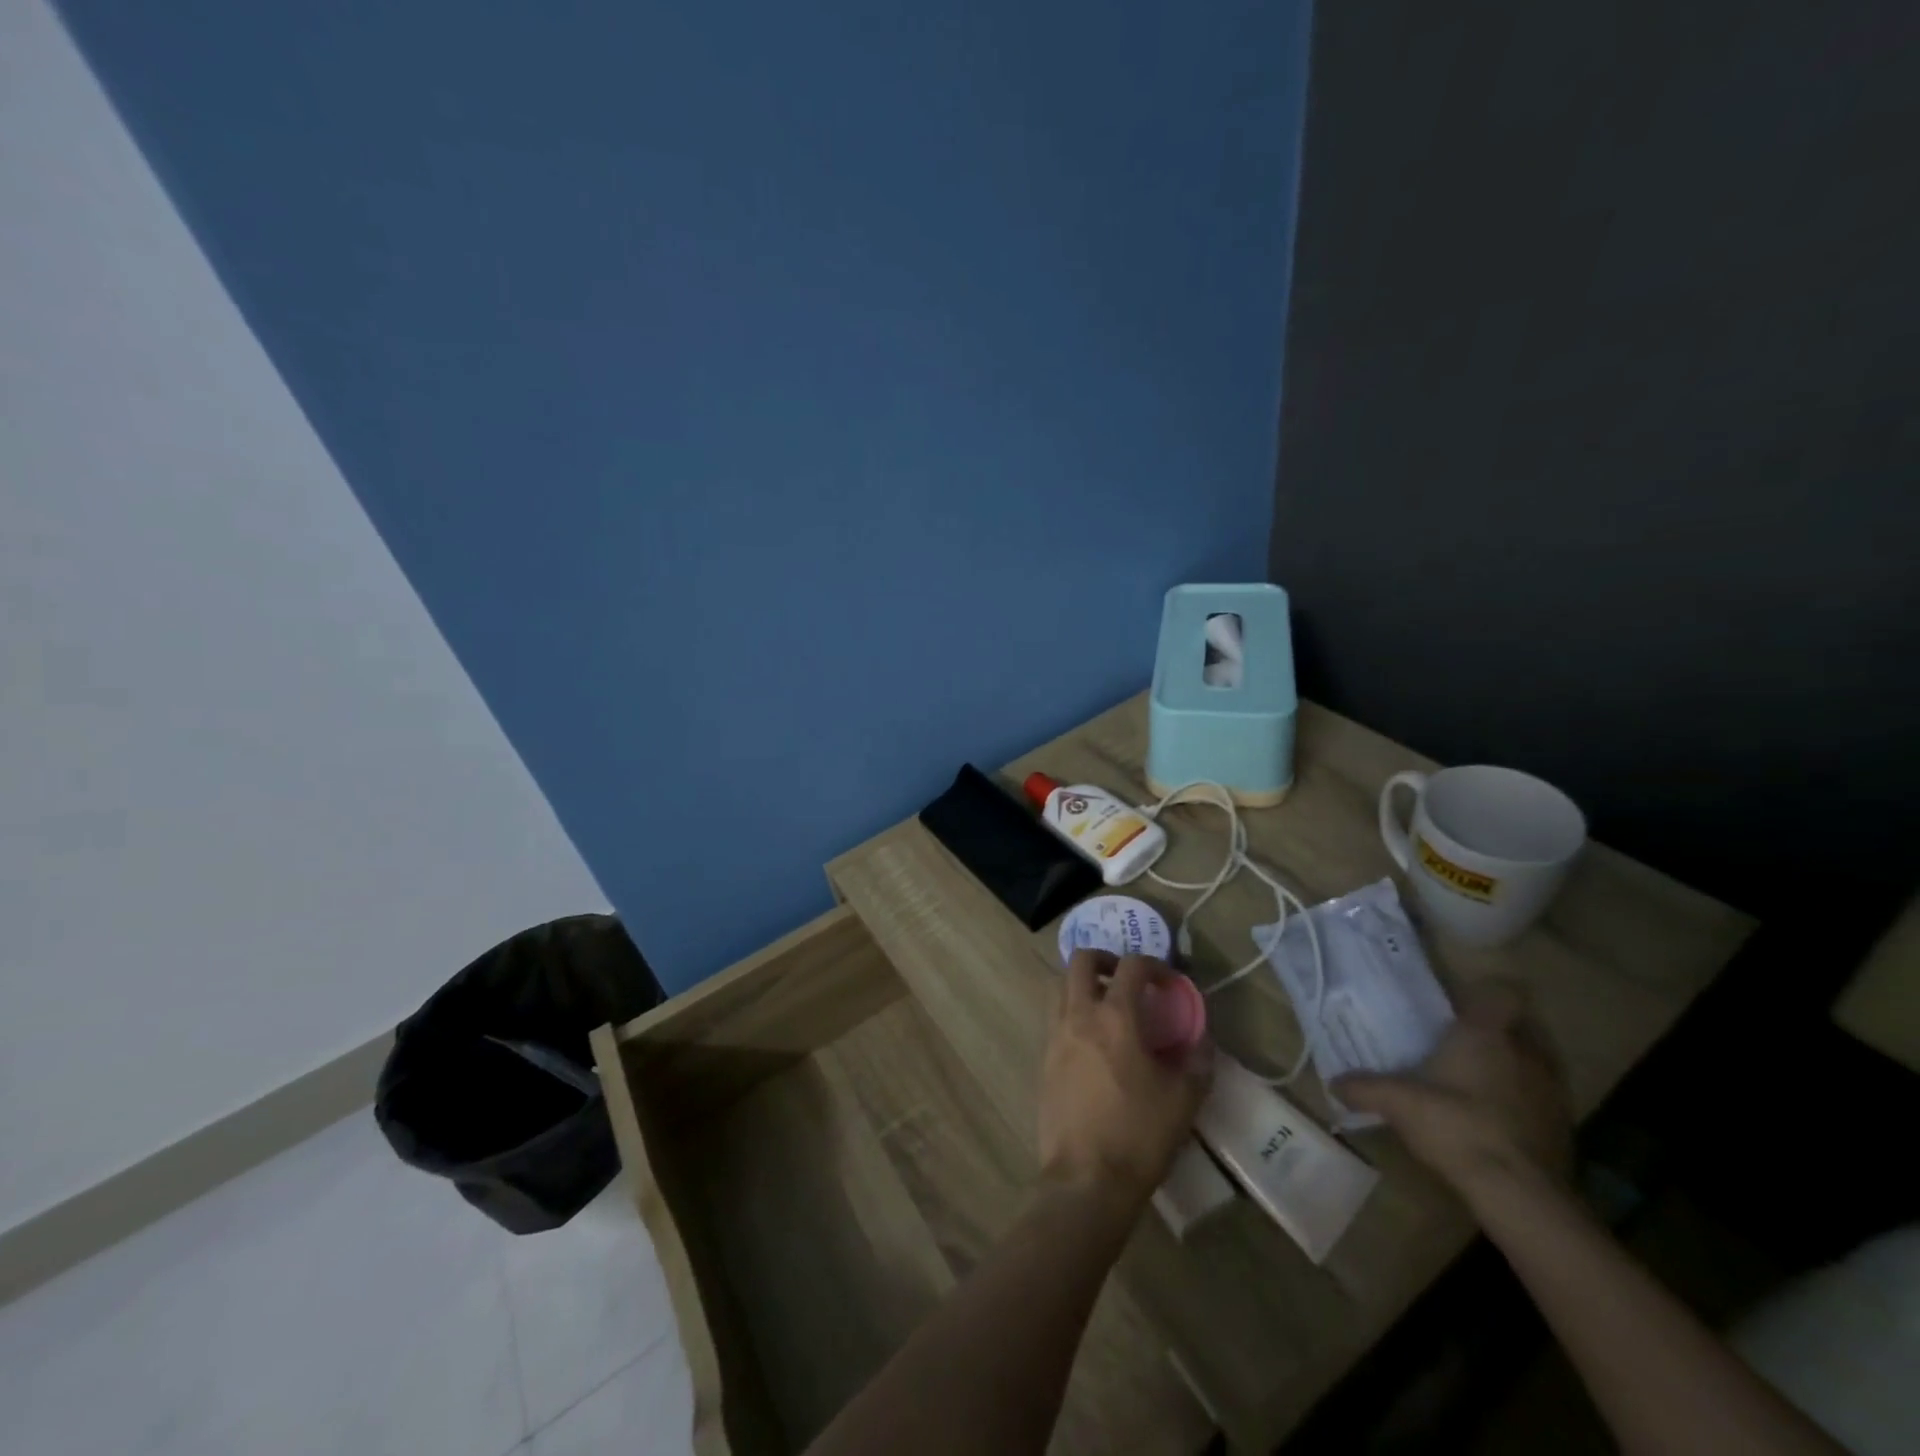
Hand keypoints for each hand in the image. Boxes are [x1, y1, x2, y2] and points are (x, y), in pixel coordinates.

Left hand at [1038, 952, 1213, 1203]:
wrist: (1086, 1178)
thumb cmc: (1139, 1135)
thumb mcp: (1184, 1099)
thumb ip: (1197, 1060)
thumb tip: (1201, 1040)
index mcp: (1116, 1016)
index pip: (1131, 965)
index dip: (1153, 964)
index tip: (1168, 982)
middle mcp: (1079, 1015)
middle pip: (1081, 960)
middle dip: (1106, 959)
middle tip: (1126, 979)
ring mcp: (1055, 1035)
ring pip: (1060, 985)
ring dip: (1083, 983)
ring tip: (1107, 1006)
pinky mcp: (1043, 1058)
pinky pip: (1054, 1017)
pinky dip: (1072, 1012)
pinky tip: (1093, 1041)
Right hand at [1335, 982, 1571, 1196]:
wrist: (1521, 1193)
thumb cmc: (1456, 1126)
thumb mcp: (1397, 1104)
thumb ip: (1364, 1088)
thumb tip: (1334, 1083)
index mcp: (1485, 1035)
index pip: (1502, 994)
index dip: (1485, 997)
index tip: (1460, 1009)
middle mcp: (1524, 1053)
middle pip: (1517, 1028)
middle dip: (1493, 1034)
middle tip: (1459, 1047)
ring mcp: (1552, 1091)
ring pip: (1533, 1064)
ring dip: (1511, 1069)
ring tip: (1478, 1085)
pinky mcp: (1565, 1127)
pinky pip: (1542, 1100)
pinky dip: (1523, 1104)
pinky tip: (1497, 1123)